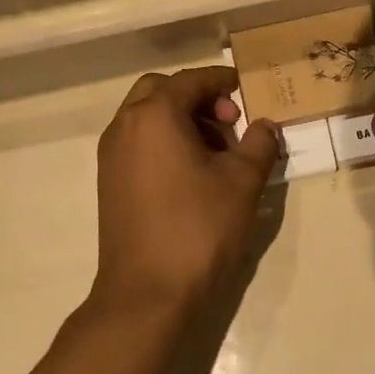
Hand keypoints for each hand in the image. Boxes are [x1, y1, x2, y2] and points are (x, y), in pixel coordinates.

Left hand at [91, 67, 281, 320]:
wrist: (148, 293)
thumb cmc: (199, 229)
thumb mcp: (242, 182)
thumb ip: (259, 144)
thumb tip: (264, 126)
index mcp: (154, 116)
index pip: (190, 80)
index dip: (221, 81)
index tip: (245, 89)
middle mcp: (124, 126)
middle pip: (160, 91)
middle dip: (197, 97)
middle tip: (228, 123)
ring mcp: (111, 156)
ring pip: (147, 117)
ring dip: (181, 120)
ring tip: (217, 153)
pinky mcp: (109, 182)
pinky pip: (138, 143)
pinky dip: (164, 142)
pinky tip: (193, 174)